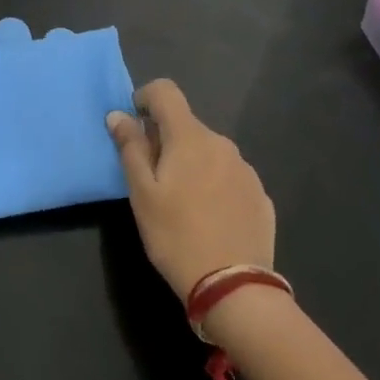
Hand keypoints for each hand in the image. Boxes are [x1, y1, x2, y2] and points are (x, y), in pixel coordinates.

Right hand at [108, 79, 274, 300]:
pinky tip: (209, 219)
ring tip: (182, 203)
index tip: (134, 126)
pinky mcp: (261, 197)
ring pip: (209, 152)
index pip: (166, 91)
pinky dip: (214, 185)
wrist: (234, 288)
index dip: (145, 98)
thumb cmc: (176, 236)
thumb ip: (130, 148)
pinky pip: (229, 176)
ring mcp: (246, 170)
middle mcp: (222, 143)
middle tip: (151, 179)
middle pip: (186, 125)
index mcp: (190, 137)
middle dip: (166, 140)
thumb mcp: (141, 193)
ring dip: (191, 163)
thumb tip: (119, 115)